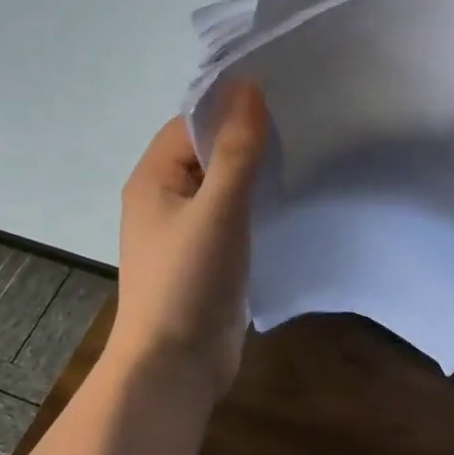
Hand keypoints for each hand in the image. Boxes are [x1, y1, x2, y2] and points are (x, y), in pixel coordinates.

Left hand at [113, 83, 270, 402]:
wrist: (174, 368)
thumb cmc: (188, 281)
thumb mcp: (218, 209)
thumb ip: (237, 149)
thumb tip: (248, 86)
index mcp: (153, 178)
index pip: (191, 123)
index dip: (229, 107)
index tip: (278, 96)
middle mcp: (164, 197)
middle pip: (206, 150)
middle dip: (246, 136)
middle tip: (298, 121)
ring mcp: (185, 228)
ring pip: (221, 183)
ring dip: (253, 169)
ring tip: (300, 152)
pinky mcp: (206, 254)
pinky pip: (231, 213)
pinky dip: (255, 201)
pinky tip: (287, 197)